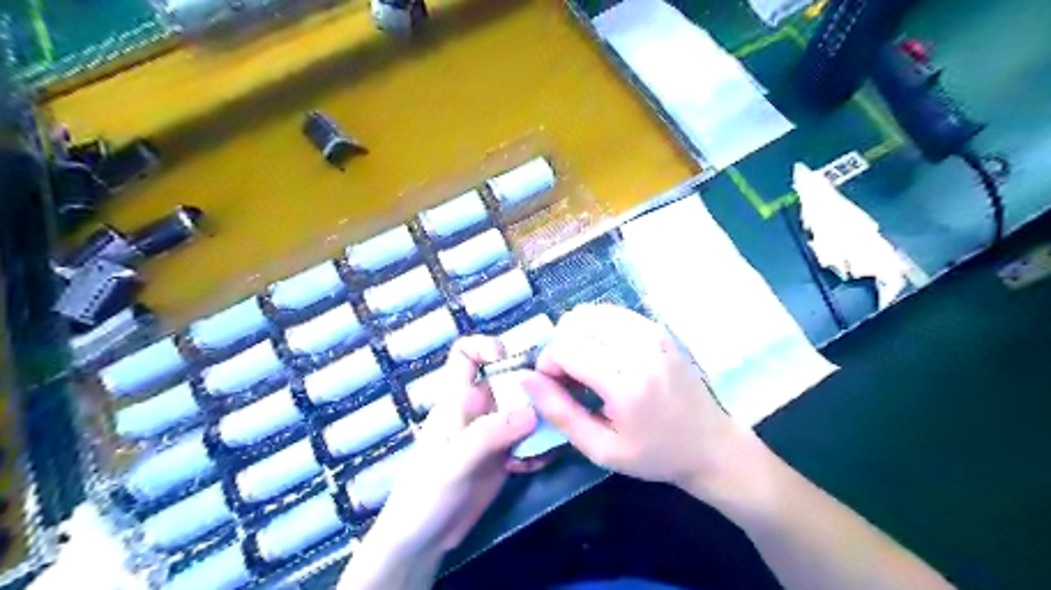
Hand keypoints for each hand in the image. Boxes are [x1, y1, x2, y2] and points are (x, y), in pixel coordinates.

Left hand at [345, 337, 535, 589]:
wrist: (422, 541)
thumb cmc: (425, 494)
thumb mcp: (454, 462)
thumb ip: (488, 435)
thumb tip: (532, 412)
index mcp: (457, 400)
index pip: (464, 355)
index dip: (484, 346)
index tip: (508, 358)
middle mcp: (478, 409)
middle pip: (509, 380)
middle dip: (533, 389)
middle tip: (555, 407)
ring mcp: (493, 433)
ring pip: (525, 410)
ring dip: (543, 422)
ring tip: (552, 440)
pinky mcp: (504, 456)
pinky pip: (529, 440)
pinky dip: (539, 448)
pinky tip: (538, 465)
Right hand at [524, 303, 745, 491]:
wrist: (710, 444)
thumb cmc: (654, 454)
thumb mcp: (601, 449)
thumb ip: (559, 412)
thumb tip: (525, 378)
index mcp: (627, 384)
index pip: (566, 348)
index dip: (548, 363)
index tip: (555, 386)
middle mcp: (640, 348)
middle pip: (576, 323)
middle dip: (561, 347)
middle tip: (571, 378)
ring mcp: (653, 333)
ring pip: (592, 313)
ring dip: (578, 335)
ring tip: (587, 366)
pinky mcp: (658, 328)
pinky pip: (612, 313)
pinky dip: (597, 329)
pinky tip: (604, 354)